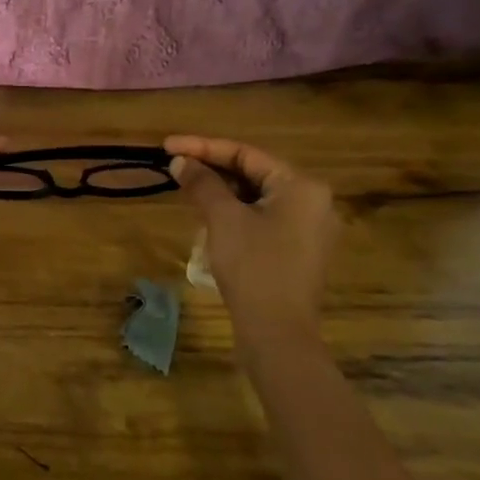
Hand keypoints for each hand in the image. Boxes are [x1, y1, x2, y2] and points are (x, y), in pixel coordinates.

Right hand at [165, 135, 337, 337]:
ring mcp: (309, 228)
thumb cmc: (253, 267)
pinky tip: (209, 216)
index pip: (245, 153)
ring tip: (186, 187)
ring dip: (221, 190)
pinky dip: (235, 212)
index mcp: (301, 186)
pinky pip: (263, 218)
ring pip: (257, 196)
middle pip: (253, 172)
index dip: (202, 147)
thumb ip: (202, 184)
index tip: (167, 146)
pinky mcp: (299, 251)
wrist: (278, 333)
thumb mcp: (223, 219)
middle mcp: (313, 201)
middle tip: (174, 167)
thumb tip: (180, 161)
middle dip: (212, 168)